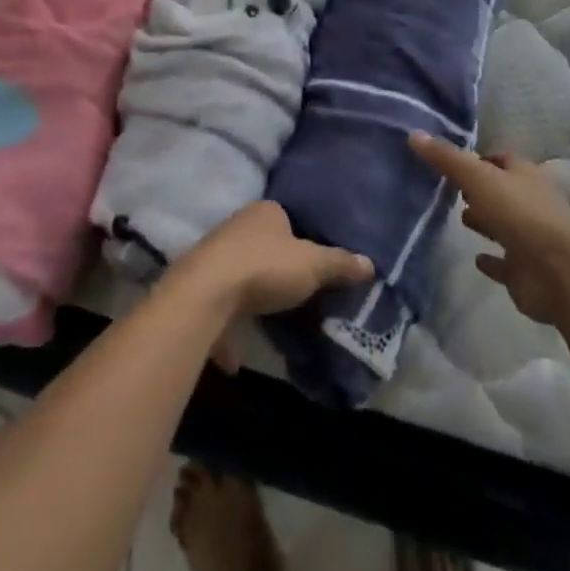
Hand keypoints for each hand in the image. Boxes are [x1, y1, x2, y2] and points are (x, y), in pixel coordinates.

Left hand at [165, 201, 371, 321]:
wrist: (207, 293)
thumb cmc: (265, 267)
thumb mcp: (311, 266)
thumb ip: (339, 264)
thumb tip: (370, 264)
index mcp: (264, 212)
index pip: (286, 217)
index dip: (301, 237)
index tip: (315, 262)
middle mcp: (237, 226)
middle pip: (263, 244)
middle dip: (277, 267)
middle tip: (299, 292)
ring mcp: (215, 255)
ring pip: (240, 273)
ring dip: (252, 295)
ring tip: (272, 319)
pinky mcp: (199, 286)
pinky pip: (220, 307)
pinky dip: (228, 329)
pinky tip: (236, 358)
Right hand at [410, 132, 569, 324]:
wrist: (561, 273)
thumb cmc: (520, 214)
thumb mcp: (478, 178)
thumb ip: (446, 158)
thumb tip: (414, 133)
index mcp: (524, 175)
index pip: (500, 159)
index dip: (479, 158)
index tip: (453, 160)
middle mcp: (530, 202)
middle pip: (502, 191)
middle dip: (480, 189)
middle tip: (452, 189)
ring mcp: (531, 238)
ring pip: (504, 225)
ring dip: (486, 221)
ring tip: (460, 218)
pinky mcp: (527, 272)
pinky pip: (505, 263)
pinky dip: (492, 261)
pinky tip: (476, 260)